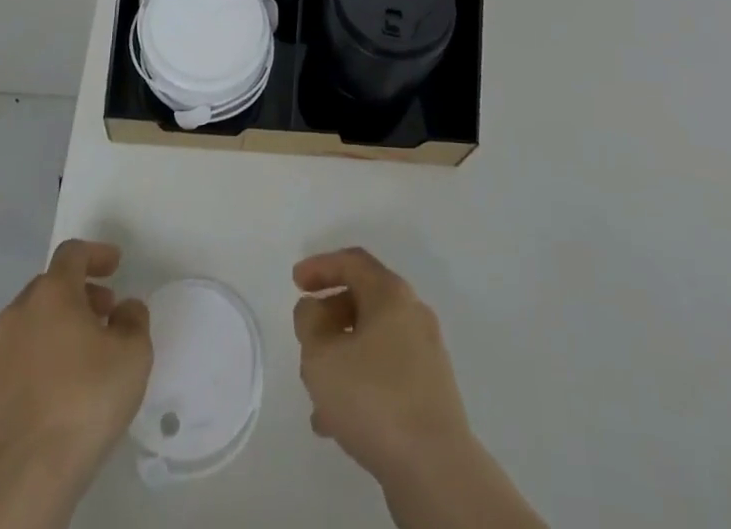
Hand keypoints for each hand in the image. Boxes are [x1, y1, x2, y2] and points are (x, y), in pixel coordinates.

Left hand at [0, 240, 151, 501]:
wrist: (23, 480)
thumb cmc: (85, 402)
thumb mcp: (133, 354)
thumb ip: (133, 319)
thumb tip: (124, 309)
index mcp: (52, 294)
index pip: (72, 253)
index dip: (96, 254)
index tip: (115, 266)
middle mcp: (15, 314)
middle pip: (48, 289)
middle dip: (77, 295)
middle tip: (102, 316)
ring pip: (26, 327)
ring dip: (52, 330)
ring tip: (76, 361)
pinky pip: (8, 366)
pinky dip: (30, 366)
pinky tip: (47, 396)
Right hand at [292, 247, 473, 485]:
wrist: (435, 469)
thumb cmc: (373, 398)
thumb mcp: (321, 355)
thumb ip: (309, 322)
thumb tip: (314, 310)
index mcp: (391, 294)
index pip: (352, 262)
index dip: (320, 266)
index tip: (295, 282)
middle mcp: (413, 315)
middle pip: (364, 300)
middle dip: (330, 316)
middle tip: (306, 338)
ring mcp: (425, 356)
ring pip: (373, 342)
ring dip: (341, 356)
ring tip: (315, 390)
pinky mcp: (429, 394)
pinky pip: (385, 375)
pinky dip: (359, 384)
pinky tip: (336, 422)